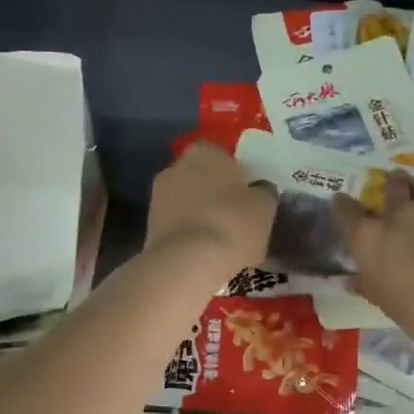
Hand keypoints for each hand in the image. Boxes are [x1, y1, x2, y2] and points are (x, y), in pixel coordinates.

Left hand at [145, 142, 277, 282]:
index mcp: (204, 151)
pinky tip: (204, 251)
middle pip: (200, 176)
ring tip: (220, 236)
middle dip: (214, 191)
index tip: (247, 192)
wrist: (188, 262)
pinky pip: (176, 224)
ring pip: (186, 200)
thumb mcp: (264, 206)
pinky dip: (188, 233)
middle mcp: (176, 166)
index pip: (220, 153)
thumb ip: (263, 192)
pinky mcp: (149, 226)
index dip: (234, 172)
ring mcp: (158, 196)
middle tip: (235, 214)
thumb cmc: (232, 223)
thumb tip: (259, 190)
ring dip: (199, 213)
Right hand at [334, 171, 413, 355]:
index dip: (343, 204)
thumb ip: (368, 285)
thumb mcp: (387, 303)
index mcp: (370, 239)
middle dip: (392, 183)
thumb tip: (351, 281)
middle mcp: (398, 217)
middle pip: (392, 185)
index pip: (346, 211)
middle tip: (395, 185)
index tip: (342, 201)